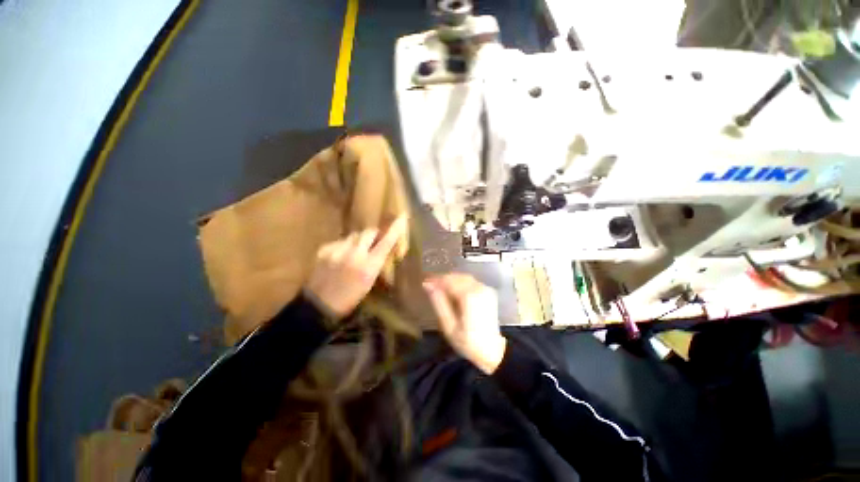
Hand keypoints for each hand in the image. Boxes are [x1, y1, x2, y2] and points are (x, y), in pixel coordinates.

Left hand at [305, 217, 407, 318]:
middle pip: (368, 232)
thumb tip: (383, 249)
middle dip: (373, 235)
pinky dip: (343, 247)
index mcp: (369, 266)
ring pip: (353, 235)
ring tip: (353, 253)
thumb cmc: (350, 298)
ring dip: (357, 241)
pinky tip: (339, 258)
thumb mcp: (369, 282)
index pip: (386, 242)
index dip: (395, 229)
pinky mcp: (324, 250)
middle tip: (373, 242)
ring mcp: (338, 251)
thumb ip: (376, 263)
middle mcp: (355, 255)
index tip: (402, 216)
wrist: (319, 306)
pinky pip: (339, 241)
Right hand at [423, 274, 506, 374]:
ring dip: (451, 280)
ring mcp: (485, 289)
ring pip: (464, 277)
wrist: (492, 351)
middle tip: (431, 285)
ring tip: (439, 287)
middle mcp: (479, 288)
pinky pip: (471, 282)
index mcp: (469, 296)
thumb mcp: (449, 326)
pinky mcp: (488, 292)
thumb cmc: (468, 342)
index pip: (449, 281)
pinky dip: (460, 282)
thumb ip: (439, 303)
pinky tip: (453, 290)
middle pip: (457, 277)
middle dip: (443, 279)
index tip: (425, 282)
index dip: (435, 280)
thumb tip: (428, 285)